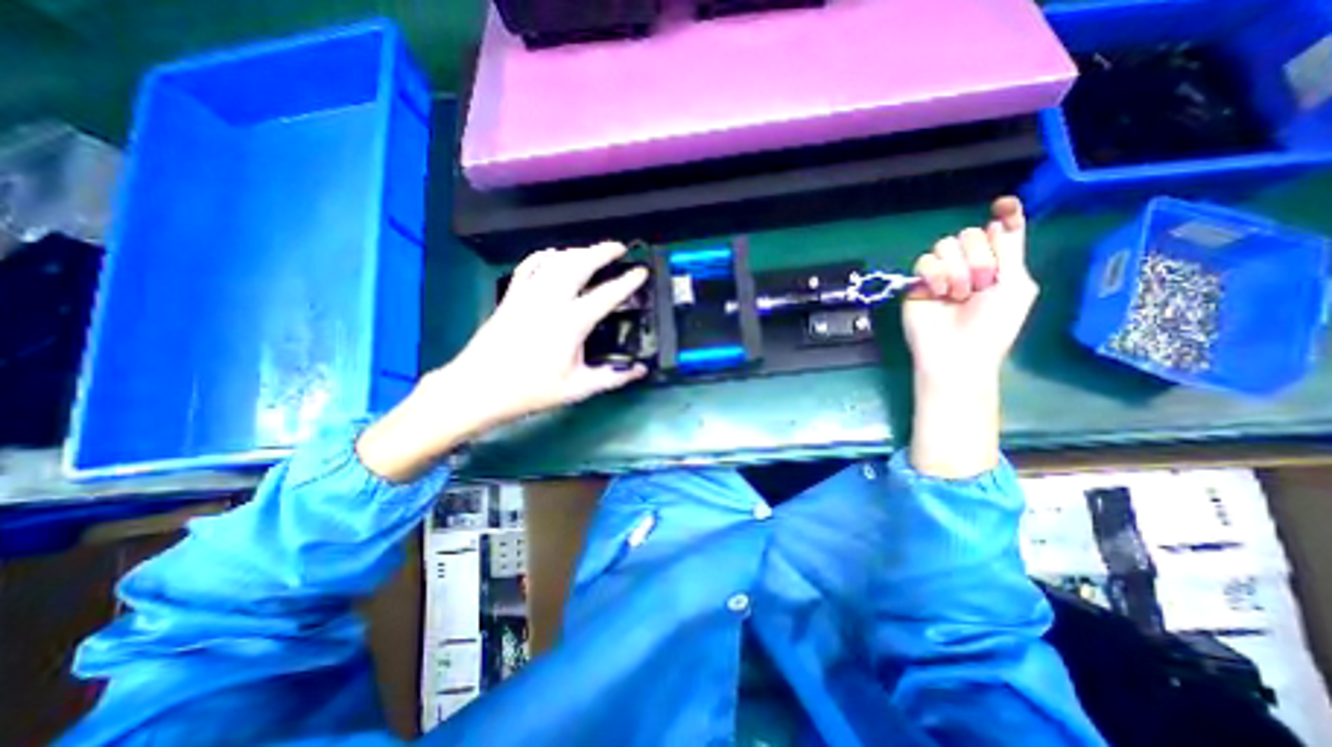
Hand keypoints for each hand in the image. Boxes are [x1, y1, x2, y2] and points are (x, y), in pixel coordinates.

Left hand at [353, 242, 644, 481]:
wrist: (478, 389)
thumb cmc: (530, 391)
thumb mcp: (577, 389)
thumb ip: (612, 378)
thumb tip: (640, 371)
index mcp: (570, 323)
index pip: (606, 295)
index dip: (627, 282)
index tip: (642, 271)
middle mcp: (550, 301)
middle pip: (579, 264)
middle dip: (601, 251)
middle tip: (619, 247)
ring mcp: (527, 295)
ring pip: (555, 261)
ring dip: (577, 251)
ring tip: (593, 250)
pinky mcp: (511, 297)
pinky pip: (528, 267)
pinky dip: (543, 256)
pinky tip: (553, 254)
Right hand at [907, 197, 1040, 381]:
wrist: (956, 352)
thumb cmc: (993, 325)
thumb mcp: (1017, 286)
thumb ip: (1010, 251)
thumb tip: (999, 220)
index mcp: (999, 264)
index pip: (1000, 230)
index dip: (1005, 214)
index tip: (1004, 205)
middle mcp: (969, 264)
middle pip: (970, 234)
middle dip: (978, 257)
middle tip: (981, 284)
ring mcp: (941, 273)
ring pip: (945, 245)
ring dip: (956, 270)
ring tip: (957, 294)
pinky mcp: (917, 283)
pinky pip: (924, 261)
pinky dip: (934, 275)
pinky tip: (939, 293)